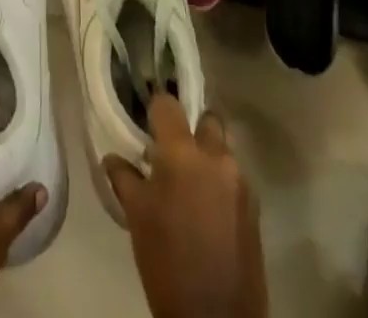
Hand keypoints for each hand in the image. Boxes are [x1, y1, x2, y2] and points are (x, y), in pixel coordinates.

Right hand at [103, 96, 266, 317]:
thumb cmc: (167, 263)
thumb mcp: (137, 218)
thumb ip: (124, 178)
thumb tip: (113, 157)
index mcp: (182, 153)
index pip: (168, 104)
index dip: (156, 110)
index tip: (148, 125)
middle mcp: (216, 157)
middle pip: (207, 119)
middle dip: (192, 128)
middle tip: (174, 150)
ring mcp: (240, 181)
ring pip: (224, 148)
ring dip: (209, 154)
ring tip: (192, 181)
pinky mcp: (255, 207)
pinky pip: (236, 177)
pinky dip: (222, 181)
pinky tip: (209, 207)